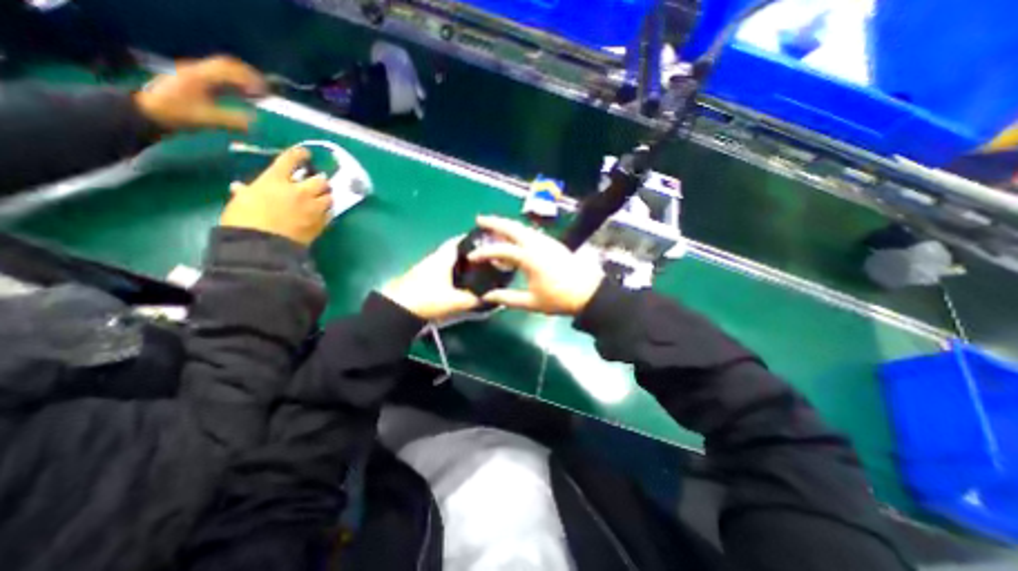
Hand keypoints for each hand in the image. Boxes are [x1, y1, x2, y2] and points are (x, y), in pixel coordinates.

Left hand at [136, 53, 267, 130]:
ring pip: (224, 70)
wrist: (145, 110)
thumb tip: (256, 123)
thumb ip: (232, 120)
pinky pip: (219, 77)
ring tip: (259, 94)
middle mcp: (198, 70)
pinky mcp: (195, 82)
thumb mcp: (205, 119)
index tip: (266, 93)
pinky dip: (236, 84)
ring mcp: (195, 75)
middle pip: (228, 65)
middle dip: (249, 76)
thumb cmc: (176, 114)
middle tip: (267, 91)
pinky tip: (244, 96)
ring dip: (243, 79)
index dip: (251, 80)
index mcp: (200, 76)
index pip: (230, 70)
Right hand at [221, 147, 332, 245]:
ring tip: (322, 198)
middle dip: (320, 180)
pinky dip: (327, 211)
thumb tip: (241, 188)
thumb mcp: (239, 201)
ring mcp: (313, 207)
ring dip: (326, 196)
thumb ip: (245, 192)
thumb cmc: (243, 220)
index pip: (290, 160)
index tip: (305, 153)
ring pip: (329, 197)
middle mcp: (299, 191)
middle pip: (320, 180)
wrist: (262, 244)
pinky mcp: (321, 222)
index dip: (299, 154)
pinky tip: (323, 213)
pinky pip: (330, 213)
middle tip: (317, 183)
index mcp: (275, 180)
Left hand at [384, 236, 480, 321]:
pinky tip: (458, 284)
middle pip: (454, 250)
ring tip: (475, 272)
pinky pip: (442, 271)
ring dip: (459, 264)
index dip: (473, 239)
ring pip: (447, 261)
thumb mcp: (456, 301)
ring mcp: (426, 268)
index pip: (459, 240)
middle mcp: (434, 258)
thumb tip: (490, 299)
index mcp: (442, 257)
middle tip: (484, 259)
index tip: (486, 241)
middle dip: (469, 253)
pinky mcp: (421, 279)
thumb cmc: (427, 299)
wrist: (396, 310)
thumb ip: (475, 300)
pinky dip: (451, 273)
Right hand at [469, 215, 601, 315]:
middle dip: (494, 222)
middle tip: (479, 219)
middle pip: (512, 227)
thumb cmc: (559, 299)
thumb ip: (507, 298)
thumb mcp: (531, 302)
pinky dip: (519, 231)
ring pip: (523, 227)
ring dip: (507, 225)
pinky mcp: (553, 243)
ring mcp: (547, 241)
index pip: (500, 250)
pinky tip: (515, 237)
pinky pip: (531, 232)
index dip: (484, 253)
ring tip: (494, 226)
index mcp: (529, 258)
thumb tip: (487, 297)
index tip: (471, 257)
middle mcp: (537, 244)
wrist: (589, 293)